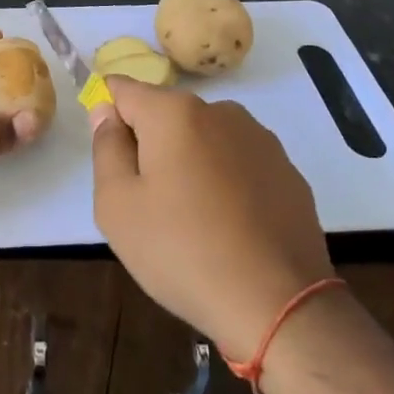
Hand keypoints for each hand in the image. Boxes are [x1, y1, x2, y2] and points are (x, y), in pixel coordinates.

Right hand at [92, 78, 332, 362]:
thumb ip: (106, 148)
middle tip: (148, 202)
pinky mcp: (287, 170)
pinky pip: (239, 163)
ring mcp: (259, 139)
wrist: (277, 303)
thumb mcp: (117, 205)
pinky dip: (226, 182)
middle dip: (151, 145)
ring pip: (205, 138)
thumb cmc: (182, 251)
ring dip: (190, 162)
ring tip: (192, 219)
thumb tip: (107, 112)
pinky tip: (229, 227)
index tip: (111, 156)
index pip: (125, 90)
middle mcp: (220, 111)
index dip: (109, 114)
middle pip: (166, 115)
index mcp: (174, 112)